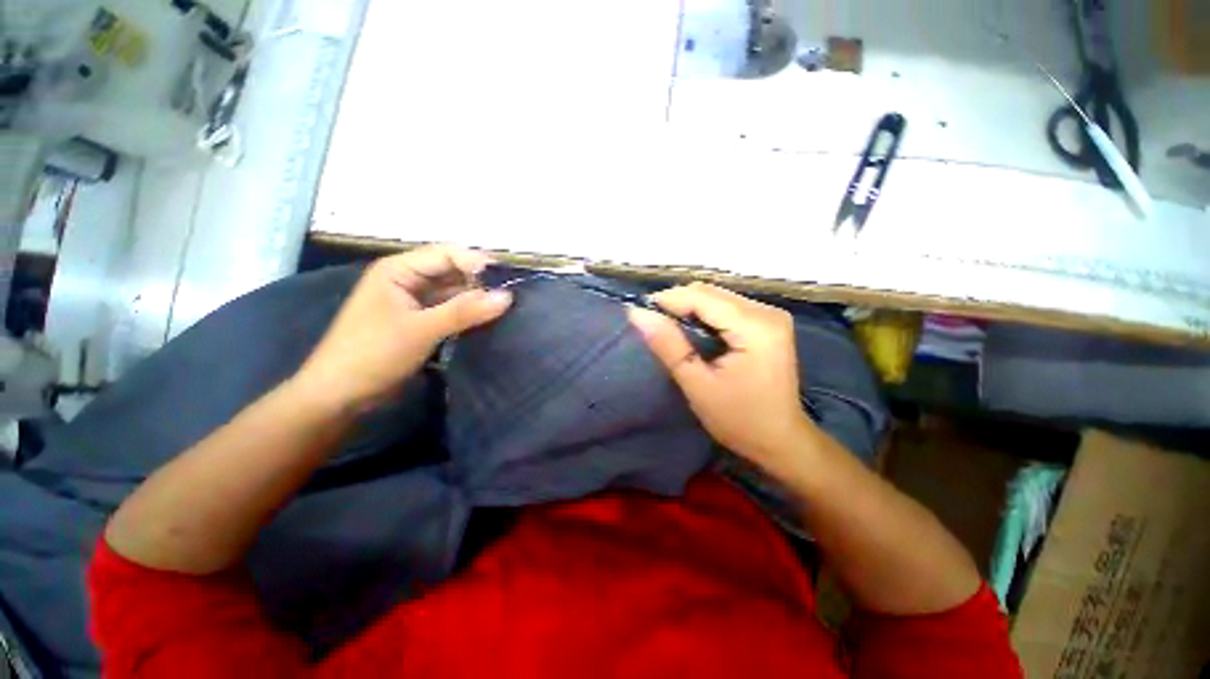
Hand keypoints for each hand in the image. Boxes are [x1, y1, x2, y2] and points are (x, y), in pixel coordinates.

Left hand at [295, 245, 511, 409]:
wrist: (340, 396)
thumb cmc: (373, 354)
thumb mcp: (422, 329)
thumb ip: (465, 311)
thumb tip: (507, 296)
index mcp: (399, 269)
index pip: (447, 254)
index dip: (478, 263)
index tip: (510, 279)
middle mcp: (408, 279)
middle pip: (452, 271)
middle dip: (481, 281)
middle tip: (514, 294)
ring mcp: (414, 302)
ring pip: (453, 292)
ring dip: (477, 299)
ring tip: (508, 307)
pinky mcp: (420, 322)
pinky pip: (450, 310)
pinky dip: (468, 314)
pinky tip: (489, 320)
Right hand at [628, 283, 814, 474]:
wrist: (780, 440)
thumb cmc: (739, 419)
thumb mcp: (697, 384)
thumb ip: (668, 345)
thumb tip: (637, 313)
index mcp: (755, 327)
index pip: (702, 297)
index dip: (667, 300)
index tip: (640, 314)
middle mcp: (767, 311)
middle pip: (710, 292)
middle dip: (677, 304)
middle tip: (653, 325)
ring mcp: (770, 315)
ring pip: (716, 296)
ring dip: (689, 309)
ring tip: (670, 331)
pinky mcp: (767, 322)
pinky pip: (726, 306)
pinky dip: (703, 315)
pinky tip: (692, 333)